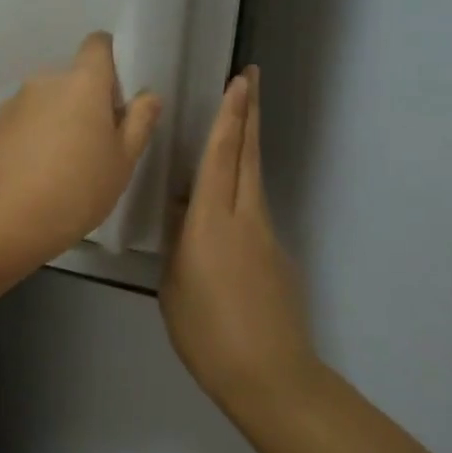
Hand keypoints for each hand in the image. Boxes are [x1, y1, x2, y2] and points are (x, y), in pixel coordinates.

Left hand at [0, 32, 161, 260]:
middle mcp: (45, 80)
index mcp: (82, 81)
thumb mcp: (122, 161)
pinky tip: (39, 172)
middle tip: (98, 144)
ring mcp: (15, 102)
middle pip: (74, 78)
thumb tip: (148, 95)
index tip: (118, 98)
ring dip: (60, 119)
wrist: (3, 221)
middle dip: (88, 101)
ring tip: (65, 165)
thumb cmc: (76, 190)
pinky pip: (26, 119)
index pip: (98, 44)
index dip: (111, 63)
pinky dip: (36, 135)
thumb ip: (139, 122)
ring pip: (49, 100)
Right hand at [161, 67, 316, 410]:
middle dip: (249, 112)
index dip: (229, 116)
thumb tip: (182, 209)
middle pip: (248, 154)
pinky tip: (226, 203)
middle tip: (251, 76)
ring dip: (247, 143)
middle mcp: (245, 217)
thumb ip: (178, 239)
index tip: (239, 81)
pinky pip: (255, 208)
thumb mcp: (174, 282)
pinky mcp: (278, 256)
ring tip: (239, 118)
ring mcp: (267, 235)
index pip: (221, 156)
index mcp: (211, 221)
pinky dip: (243, 187)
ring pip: (254, 177)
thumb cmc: (206, 332)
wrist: (269, 376)